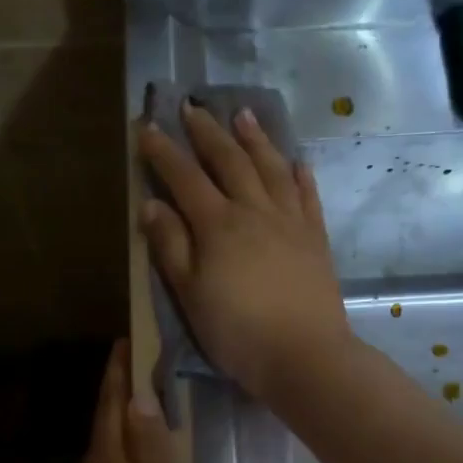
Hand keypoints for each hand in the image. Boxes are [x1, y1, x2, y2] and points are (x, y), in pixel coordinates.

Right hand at [138, 99, 352, 405]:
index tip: (146, 126)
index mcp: (218, 224)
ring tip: (243, 115)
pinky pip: (307, 196)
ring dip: (255, 140)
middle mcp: (255, 210)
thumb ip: (171, 246)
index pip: (185, 177)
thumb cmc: (236, 331)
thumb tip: (152, 204)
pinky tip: (296, 162)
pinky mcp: (315, 239)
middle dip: (207, 132)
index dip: (164, 152)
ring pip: (270, 169)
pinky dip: (299, 175)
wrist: (304, 355)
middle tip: (193, 106)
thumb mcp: (189, 293)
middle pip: (229, 161)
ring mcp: (290, 222)